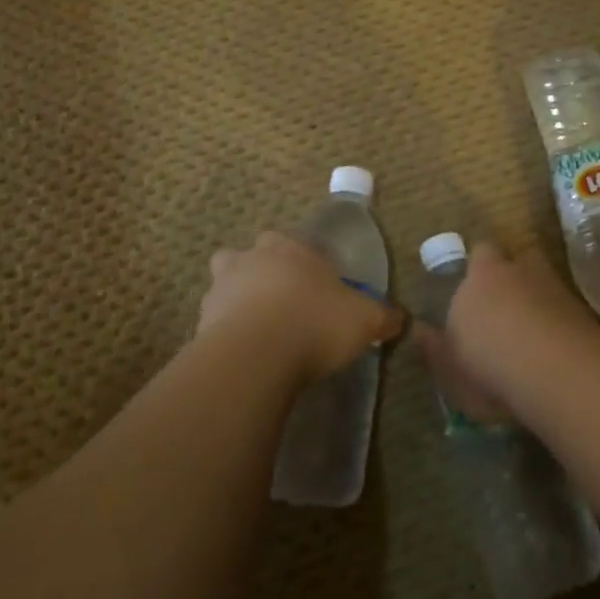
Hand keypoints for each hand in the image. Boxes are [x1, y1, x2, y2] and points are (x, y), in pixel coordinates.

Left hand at [201, 231, 406, 383]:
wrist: (254, 356)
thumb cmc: (314, 322)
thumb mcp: (363, 319)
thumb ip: (382, 316)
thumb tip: (399, 318)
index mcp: (291, 247)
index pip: (298, 243)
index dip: (308, 263)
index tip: (318, 286)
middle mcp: (252, 257)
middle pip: (255, 254)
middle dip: (265, 271)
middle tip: (285, 302)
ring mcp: (221, 287)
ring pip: (226, 282)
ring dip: (239, 298)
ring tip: (259, 329)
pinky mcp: (200, 320)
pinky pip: (214, 320)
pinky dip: (226, 332)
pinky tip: (243, 354)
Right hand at [414, 243, 598, 423]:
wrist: (558, 373)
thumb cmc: (489, 365)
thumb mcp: (448, 366)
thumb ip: (432, 346)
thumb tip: (417, 329)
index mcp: (482, 276)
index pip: (480, 252)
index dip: (479, 265)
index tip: (474, 286)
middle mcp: (520, 271)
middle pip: (519, 257)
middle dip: (514, 273)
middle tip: (506, 302)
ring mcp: (557, 288)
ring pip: (546, 280)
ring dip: (540, 296)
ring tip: (533, 326)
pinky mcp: (586, 313)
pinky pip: (568, 309)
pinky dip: (562, 322)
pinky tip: (556, 347)